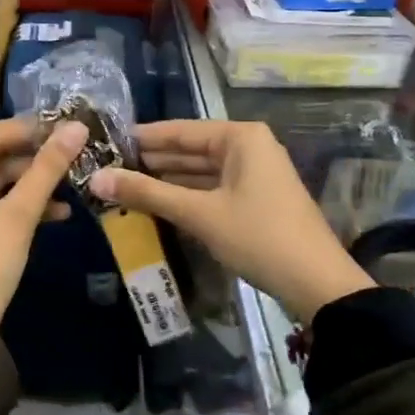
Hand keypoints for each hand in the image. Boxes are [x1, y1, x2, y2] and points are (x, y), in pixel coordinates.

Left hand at [0, 118, 87, 327]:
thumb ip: (47, 169)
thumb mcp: (18, 215)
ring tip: (75, 179)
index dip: (31, 128)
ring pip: (1, 182)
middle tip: (77, 151)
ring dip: (35, 183)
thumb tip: (76, 129)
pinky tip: (61, 211)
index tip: (68, 124)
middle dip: (36, 158)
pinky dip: (25, 206)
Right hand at [88, 119, 370, 324]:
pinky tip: (157, 203)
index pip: (180, 130)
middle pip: (190, 149)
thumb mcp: (199, 213)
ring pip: (200, 171)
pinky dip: (186, 196)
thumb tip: (97, 179)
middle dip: (152, 161)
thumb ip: (147, 193)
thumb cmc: (258, 236)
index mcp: (240, 138)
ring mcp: (255, 174)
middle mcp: (249, 147)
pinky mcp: (256, 199)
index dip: (143, 137)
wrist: (317, 284)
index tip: (107, 142)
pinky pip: (212, 189)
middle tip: (108, 167)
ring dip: (166, 180)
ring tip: (124, 185)